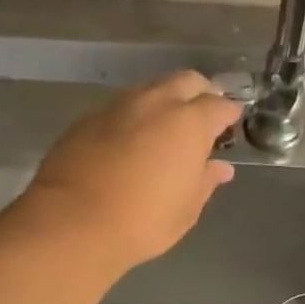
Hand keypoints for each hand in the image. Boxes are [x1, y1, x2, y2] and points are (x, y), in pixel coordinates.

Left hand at [16, 71, 241, 271]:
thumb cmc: (143, 221)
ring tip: (166, 126)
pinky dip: (134, 116)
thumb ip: (205, 181)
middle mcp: (155, 103)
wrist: (73, 222)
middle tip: (202, 116)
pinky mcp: (87, 119)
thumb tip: (220, 167)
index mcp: (189, 123)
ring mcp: (118, 106)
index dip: (228, 114)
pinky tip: (130, 139)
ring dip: (164, 100)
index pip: (219, 105)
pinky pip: (120, 107)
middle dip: (200, 92)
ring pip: (150, 89)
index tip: (231, 124)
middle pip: (186, 81)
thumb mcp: (186, 209)